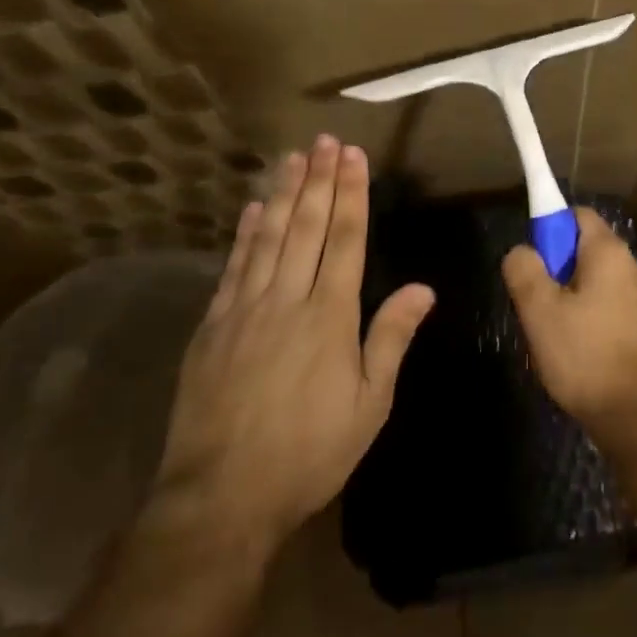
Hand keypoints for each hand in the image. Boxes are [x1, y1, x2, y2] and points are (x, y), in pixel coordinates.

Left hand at [151, 135, 433, 548]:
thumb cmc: (309, 452)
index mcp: (329, 316)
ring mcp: (244, 309)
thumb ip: (392, 339)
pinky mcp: (212, 327)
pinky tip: (250, 209)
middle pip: (305, 227)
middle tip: (324, 140)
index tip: (354, 156)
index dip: (351, 194)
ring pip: (267, 237)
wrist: (222, 496)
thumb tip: (424, 288)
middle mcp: (286, 300)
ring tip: (292, 157)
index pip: (344, 240)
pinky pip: (232, 267)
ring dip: (281, 194)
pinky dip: (243, 234)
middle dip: (318, 180)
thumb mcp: (368, 405)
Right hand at [502, 207, 636, 430]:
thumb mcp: (539, 310)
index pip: (575, 214)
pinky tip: (574, 344)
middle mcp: (631, 264)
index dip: (548, 227)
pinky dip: (587, 311)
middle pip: (584, 246)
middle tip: (535, 301)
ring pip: (593, 277)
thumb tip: (521, 251)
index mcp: (609, 251)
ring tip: (552, 328)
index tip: (531, 260)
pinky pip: (606, 300)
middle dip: (555, 266)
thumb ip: (524, 269)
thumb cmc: (583, 355)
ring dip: (569, 292)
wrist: (633, 415)